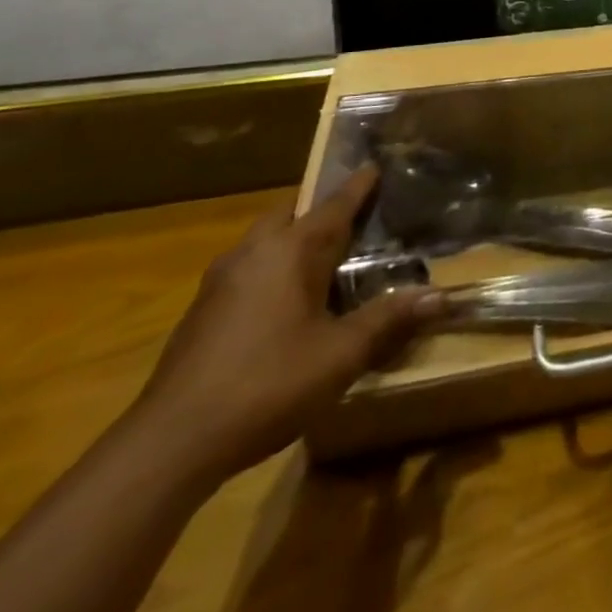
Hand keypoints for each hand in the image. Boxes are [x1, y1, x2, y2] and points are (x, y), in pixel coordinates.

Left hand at [127, 166, 442, 485]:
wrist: (169, 445)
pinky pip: (246, 270)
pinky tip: (284, 303)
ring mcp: (219, 283)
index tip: (375, 166)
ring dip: (292, 240)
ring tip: (322, 258)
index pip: (334, 204)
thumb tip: (442, 295)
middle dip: (320, 210)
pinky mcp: (200, 313)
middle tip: (352, 218)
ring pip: (263, 242)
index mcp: (290, 250)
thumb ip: (389, 319)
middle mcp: (253, 253)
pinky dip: (271, 269)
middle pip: (291, 213)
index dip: (359, 186)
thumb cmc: (266, 384)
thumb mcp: (340, 354)